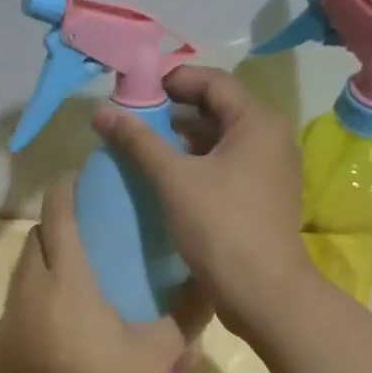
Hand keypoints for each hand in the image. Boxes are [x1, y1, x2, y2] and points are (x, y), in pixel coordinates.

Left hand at [0, 174, 199, 372]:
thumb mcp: (157, 352)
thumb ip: (185, 315)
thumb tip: (212, 285)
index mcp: (67, 280)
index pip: (58, 217)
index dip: (64, 191)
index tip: (76, 177)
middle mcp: (30, 287)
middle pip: (35, 239)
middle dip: (54, 224)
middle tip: (83, 228)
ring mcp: (10, 315)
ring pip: (22, 270)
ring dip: (43, 260)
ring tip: (72, 271)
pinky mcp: (1, 341)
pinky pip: (16, 302)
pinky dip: (34, 294)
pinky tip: (57, 317)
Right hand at [92, 65, 311, 338]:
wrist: (262, 292)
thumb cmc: (220, 226)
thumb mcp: (173, 179)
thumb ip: (138, 140)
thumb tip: (101, 111)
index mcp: (257, 122)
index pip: (213, 82)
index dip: (173, 80)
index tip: (135, 90)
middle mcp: (271, 139)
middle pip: (218, 110)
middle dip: (174, 112)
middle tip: (134, 119)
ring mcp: (270, 170)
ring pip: (221, 141)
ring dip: (183, 141)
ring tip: (143, 149)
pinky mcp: (262, 197)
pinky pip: (226, 167)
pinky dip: (197, 165)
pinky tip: (167, 179)